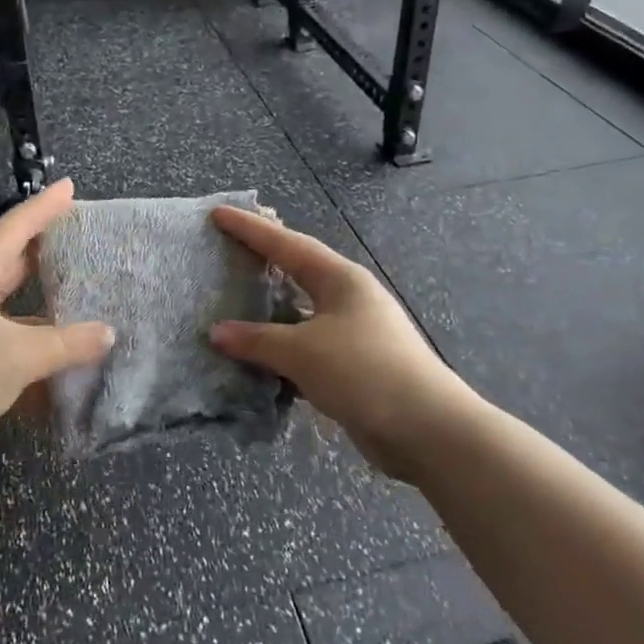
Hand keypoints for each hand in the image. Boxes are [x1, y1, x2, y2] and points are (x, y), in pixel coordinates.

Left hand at [0, 178, 114, 490]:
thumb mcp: (17, 355)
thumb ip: (66, 343)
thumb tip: (108, 333)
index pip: (12, 230)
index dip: (42, 208)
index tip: (69, 187)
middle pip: (9, 264)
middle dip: (42, 250)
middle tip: (79, 238)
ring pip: (10, 309)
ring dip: (42, 306)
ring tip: (82, 298)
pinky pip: (7, 345)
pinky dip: (33, 348)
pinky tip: (62, 359)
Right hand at [209, 207, 467, 481]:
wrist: (426, 429)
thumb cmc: (363, 372)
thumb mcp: (302, 351)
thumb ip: (257, 340)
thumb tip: (217, 332)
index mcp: (341, 280)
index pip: (287, 244)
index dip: (250, 229)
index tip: (218, 213)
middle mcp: (349, 299)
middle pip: (298, 272)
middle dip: (264, 261)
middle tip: (228, 250)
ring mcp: (355, 333)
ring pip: (302, 313)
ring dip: (270, 312)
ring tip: (235, 303)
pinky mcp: (355, 366)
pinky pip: (308, 347)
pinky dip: (282, 349)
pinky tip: (258, 357)